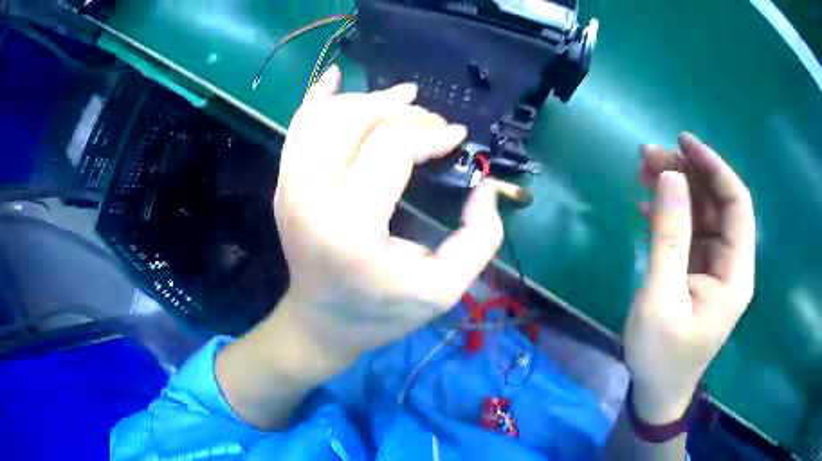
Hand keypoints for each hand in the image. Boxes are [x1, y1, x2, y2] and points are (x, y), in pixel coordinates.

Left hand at [273, 67, 502, 372]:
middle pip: (353, 120)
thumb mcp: (444, 290)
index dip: (429, 134)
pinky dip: (318, 99)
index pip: (390, 149)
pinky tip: (336, 79)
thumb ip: (480, 239)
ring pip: (325, 116)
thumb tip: (486, 188)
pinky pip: (297, 127)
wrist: (320, 323)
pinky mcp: (283, 184)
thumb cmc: (381, 312)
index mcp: (350, 228)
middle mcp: (309, 198)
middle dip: (401, 111)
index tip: (456, 138)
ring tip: (401, 99)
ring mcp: (289, 187)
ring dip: (367, 99)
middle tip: (432, 122)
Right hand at [624, 133, 755, 423]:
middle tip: (649, 155)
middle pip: (717, 203)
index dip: (714, 168)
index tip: (683, 143)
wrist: (656, 392)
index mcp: (735, 273)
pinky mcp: (697, 271)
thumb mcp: (661, 298)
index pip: (737, 204)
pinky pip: (689, 231)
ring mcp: (714, 267)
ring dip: (676, 188)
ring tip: (643, 169)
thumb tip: (669, 177)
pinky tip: (648, 204)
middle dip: (688, 173)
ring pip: (702, 213)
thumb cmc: (661, 355)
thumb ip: (669, 237)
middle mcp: (731, 263)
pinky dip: (670, 213)